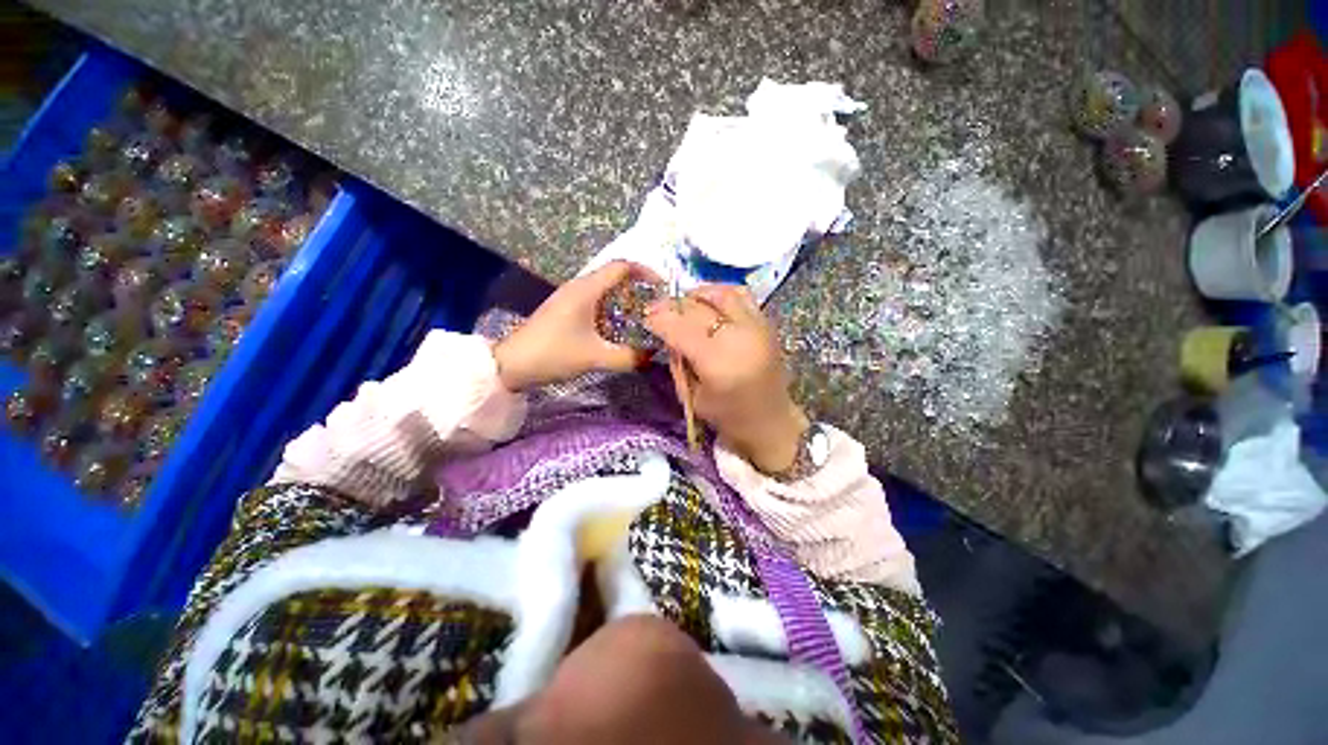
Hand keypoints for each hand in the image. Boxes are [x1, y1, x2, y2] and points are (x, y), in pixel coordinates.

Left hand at [493, 261, 646, 390]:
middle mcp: (579, 286)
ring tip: (642, 318)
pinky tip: (619, 328)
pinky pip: (596, 301)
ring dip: (625, 300)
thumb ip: (628, 357)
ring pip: (605, 289)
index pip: (622, 267)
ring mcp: (570, 297)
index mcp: (586, 289)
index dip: (645, 272)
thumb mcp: (595, 358)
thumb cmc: (554, 354)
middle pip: (615, 276)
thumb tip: (653, 355)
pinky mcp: (566, 309)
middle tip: (656, 307)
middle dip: (638, 288)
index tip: (662, 288)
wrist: (512, 364)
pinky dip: (612, 309)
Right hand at [645, 284, 808, 473]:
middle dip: (672, 306)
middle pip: (697, 308)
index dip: (658, 319)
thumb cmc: (727, 416)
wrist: (771, 420)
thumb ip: (677, 362)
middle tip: (657, 309)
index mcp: (718, 364)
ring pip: (720, 294)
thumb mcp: (690, 396)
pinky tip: (708, 303)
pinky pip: (740, 295)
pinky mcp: (767, 322)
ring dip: (696, 295)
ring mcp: (757, 326)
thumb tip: (667, 333)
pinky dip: (719, 293)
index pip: (680, 329)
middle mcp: (739, 338)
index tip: (645, 318)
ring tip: (684, 305)